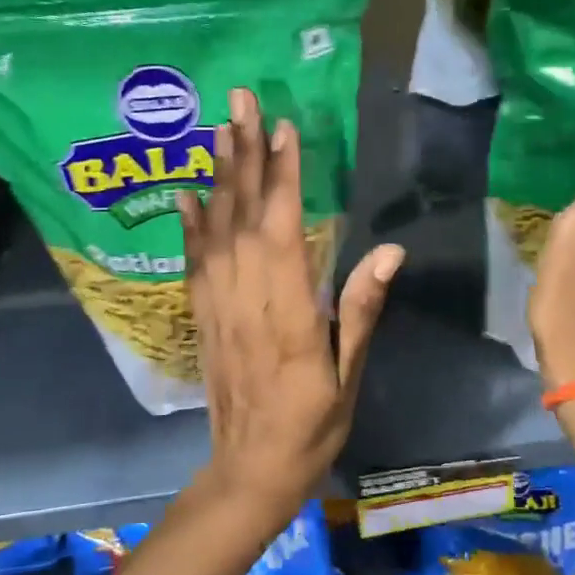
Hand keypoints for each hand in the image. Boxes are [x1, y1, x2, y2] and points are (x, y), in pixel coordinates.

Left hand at [178, 88, 405, 522]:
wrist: (249, 472)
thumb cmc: (311, 428)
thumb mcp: (348, 376)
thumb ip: (361, 310)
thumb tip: (388, 252)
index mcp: (289, 315)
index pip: (282, 231)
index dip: (282, 178)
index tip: (283, 129)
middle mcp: (246, 301)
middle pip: (242, 217)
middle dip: (243, 155)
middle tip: (239, 101)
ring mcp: (217, 308)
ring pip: (215, 232)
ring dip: (217, 177)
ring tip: (217, 129)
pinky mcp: (202, 319)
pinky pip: (193, 264)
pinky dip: (189, 226)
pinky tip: (186, 194)